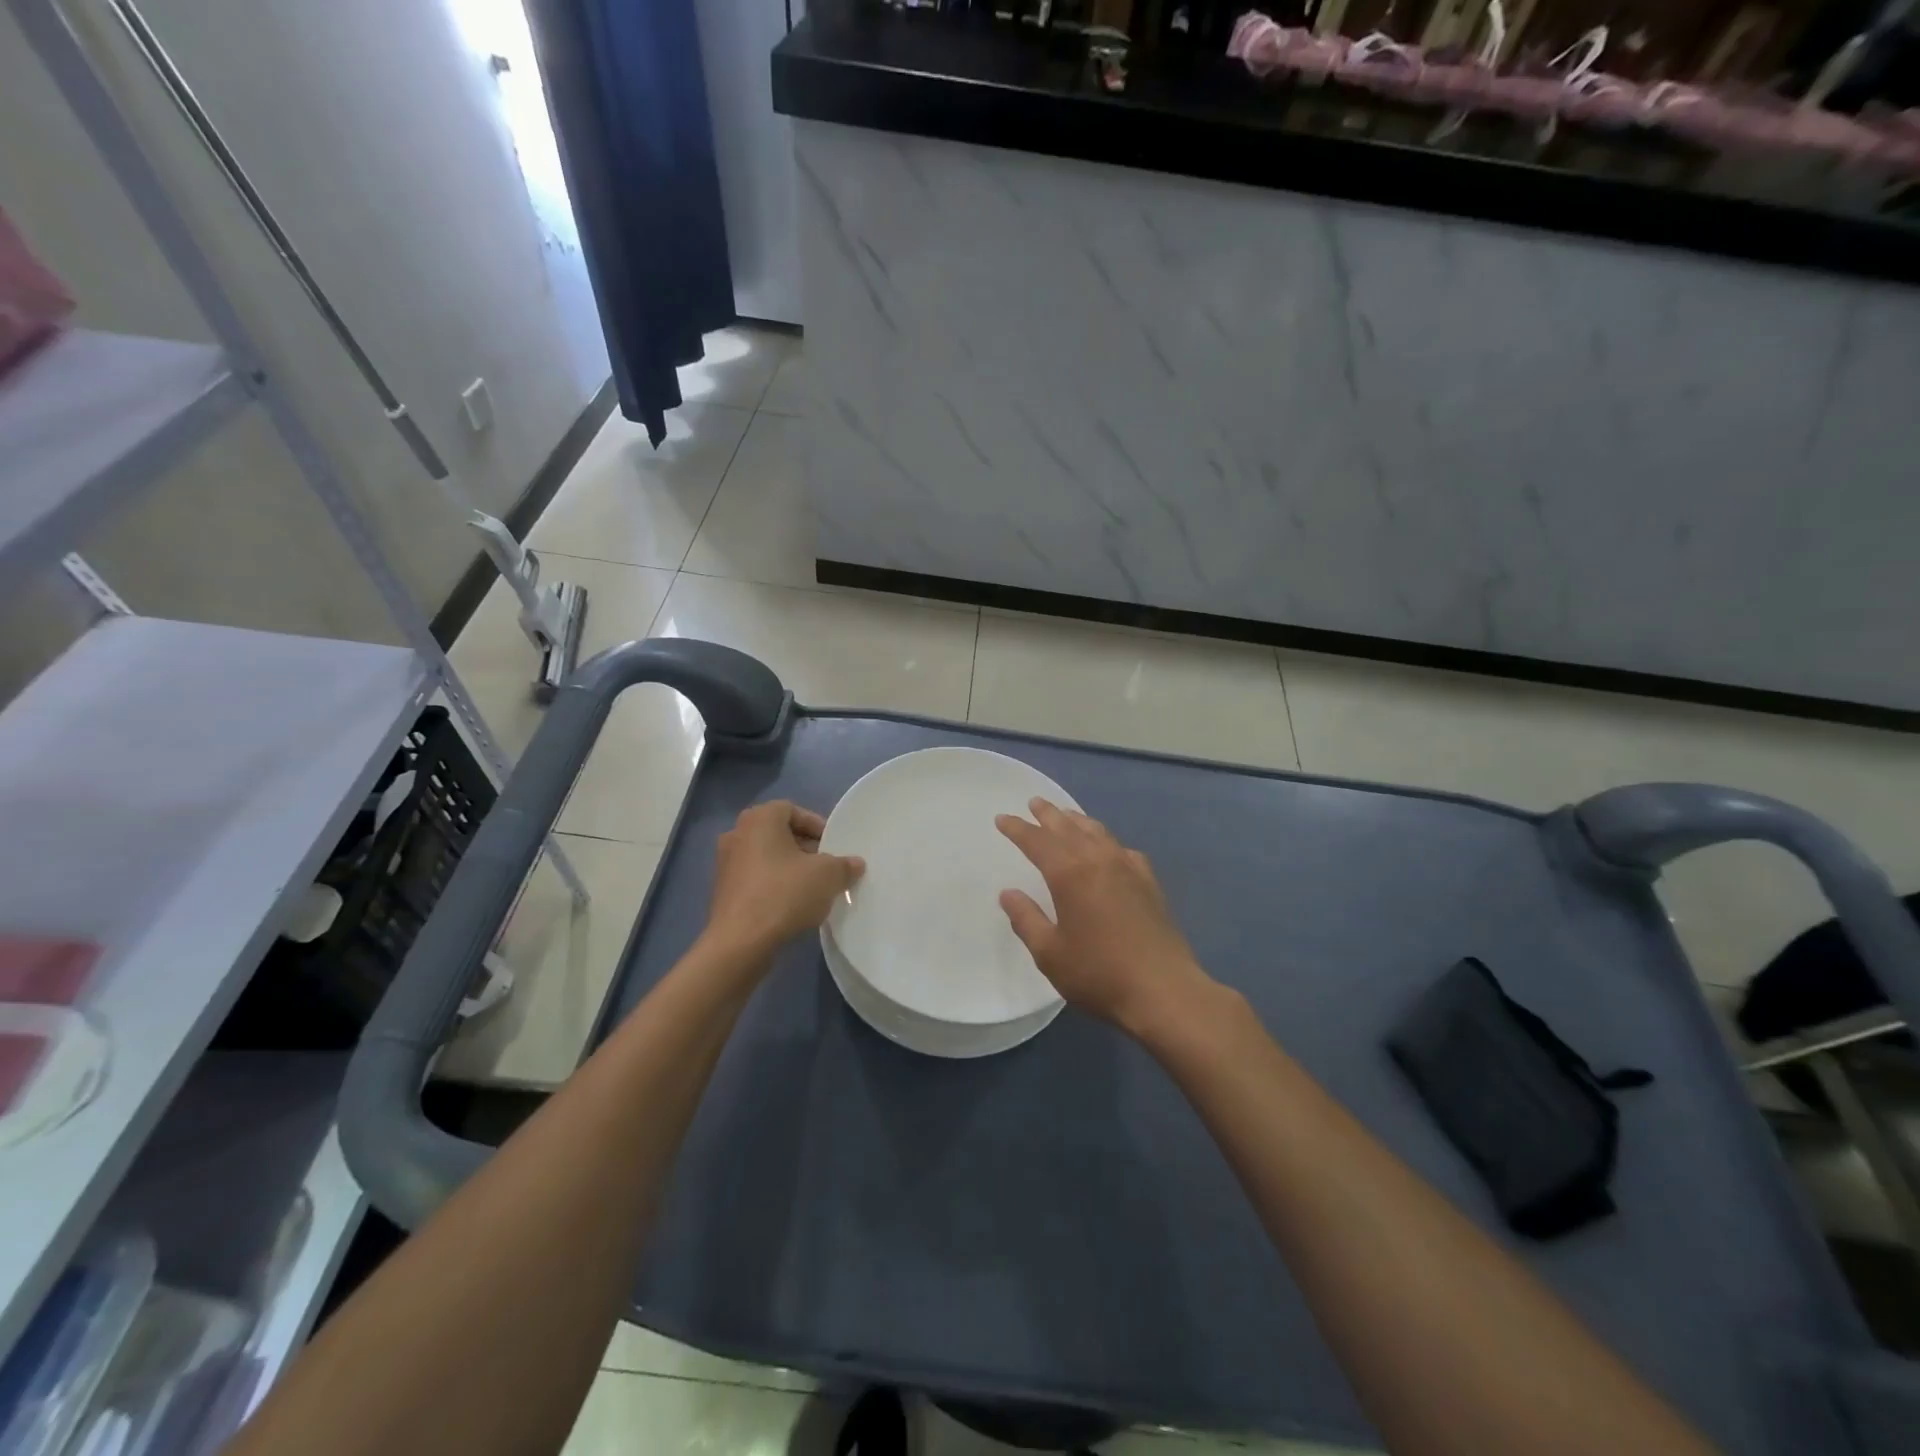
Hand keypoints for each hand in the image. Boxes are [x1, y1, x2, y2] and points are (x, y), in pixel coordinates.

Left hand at [705, 800, 864, 960]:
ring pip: (766, 857)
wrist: (740, 942)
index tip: (833, 845)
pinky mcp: (723, 891)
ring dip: (790, 867)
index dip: (816, 825)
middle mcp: (737, 834)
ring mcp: (726, 864)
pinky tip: (792, 905)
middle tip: (826, 866)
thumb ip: (844, 865)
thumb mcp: (828, 876)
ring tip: (813, 887)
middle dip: (805, 847)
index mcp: (759, 819)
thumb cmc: (785, 894)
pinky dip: (774, 885)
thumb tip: (855, 864)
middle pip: (778, 833)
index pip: (792, 810)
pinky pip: (755, 878)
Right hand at [995, 798, 1212, 1035]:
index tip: (1002, 819)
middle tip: (1034, 803)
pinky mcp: (1149, 882)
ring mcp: (1129, 868)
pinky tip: (1108, 849)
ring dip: (1078, 820)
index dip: (1018, 829)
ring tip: (1066, 816)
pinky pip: (1123, 849)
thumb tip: (1009, 893)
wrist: (1164, 990)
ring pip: (1098, 832)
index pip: (1037, 841)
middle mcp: (1099, 860)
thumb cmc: (1098, 974)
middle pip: (1069, 827)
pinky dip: (1107, 841)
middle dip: (1048, 814)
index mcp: (1070, 874)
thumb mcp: (1050, 953)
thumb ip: (1027, 919)